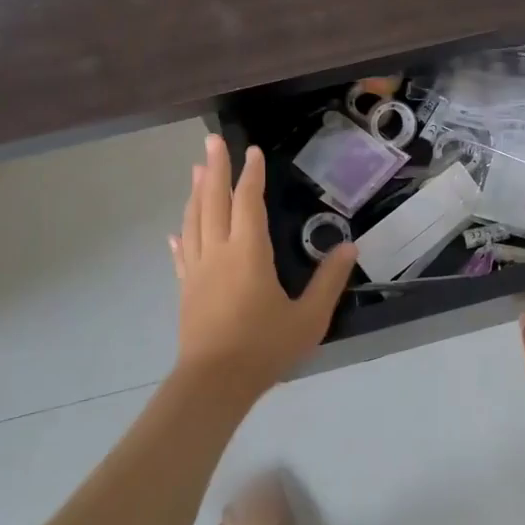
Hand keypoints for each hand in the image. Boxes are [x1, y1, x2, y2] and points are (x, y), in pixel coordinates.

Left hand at [169, 134, 357, 400]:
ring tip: (196, 171)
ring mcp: (197, 270)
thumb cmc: (264, 347)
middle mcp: (218, 252)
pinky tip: (176, 232)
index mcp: (248, 252)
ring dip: (195, 194)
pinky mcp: (186, 290)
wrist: (214, 383)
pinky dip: (181, 236)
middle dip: (214, 169)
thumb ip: (329, 281)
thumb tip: (349, 247)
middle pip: (213, 202)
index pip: (248, 202)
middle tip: (210, 141)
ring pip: (193, 222)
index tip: (252, 151)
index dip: (250, 175)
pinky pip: (182, 254)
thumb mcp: (309, 317)